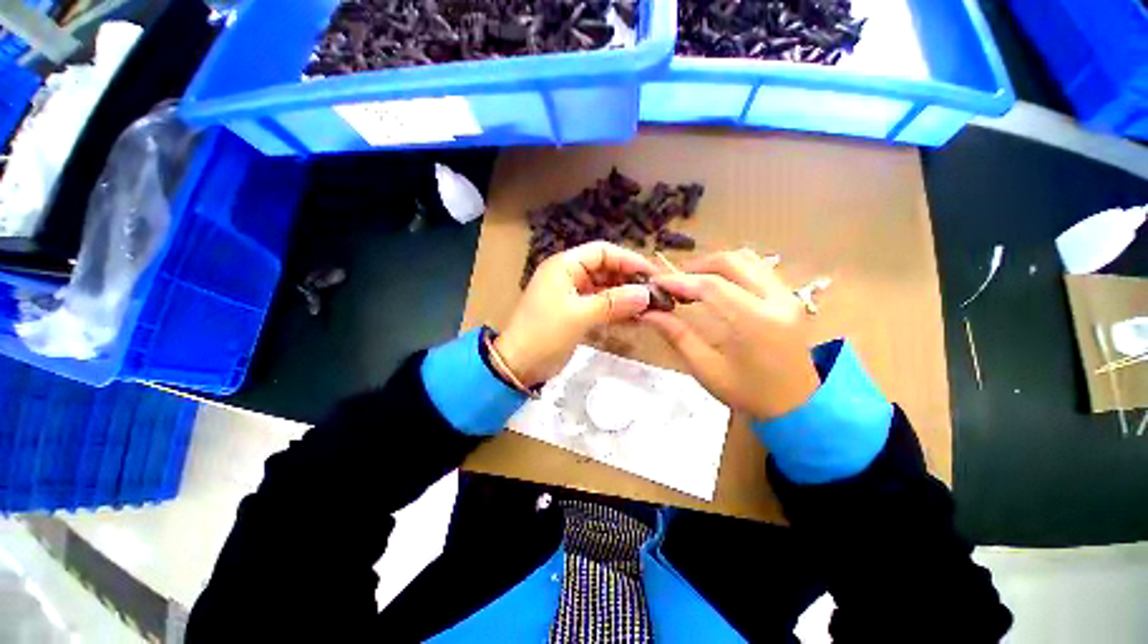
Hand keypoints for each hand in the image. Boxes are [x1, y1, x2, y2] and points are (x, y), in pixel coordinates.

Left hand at [495, 241, 655, 385]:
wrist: (519, 366)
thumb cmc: (544, 334)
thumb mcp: (579, 316)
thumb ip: (613, 303)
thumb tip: (646, 294)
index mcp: (564, 266)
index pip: (602, 252)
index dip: (628, 259)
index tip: (652, 274)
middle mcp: (569, 276)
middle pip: (606, 270)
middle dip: (630, 280)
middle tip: (656, 294)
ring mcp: (573, 295)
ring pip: (606, 289)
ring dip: (626, 297)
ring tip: (651, 307)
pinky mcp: (577, 313)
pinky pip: (602, 306)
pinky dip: (617, 311)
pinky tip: (636, 319)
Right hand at [642, 250, 819, 419]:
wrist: (798, 407)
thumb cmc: (749, 394)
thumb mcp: (706, 369)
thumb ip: (677, 335)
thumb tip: (647, 313)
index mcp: (756, 322)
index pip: (711, 286)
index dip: (679, 281)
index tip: (656, 284)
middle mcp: (777, 300)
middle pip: (732, 262)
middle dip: (697, 266)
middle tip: (674, 283)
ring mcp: (788, 295)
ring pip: (747, 259)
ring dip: (714, 265)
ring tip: (692, 282)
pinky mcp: (790, 297)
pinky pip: (758, 269)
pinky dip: (732, 269)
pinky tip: (716, 285)